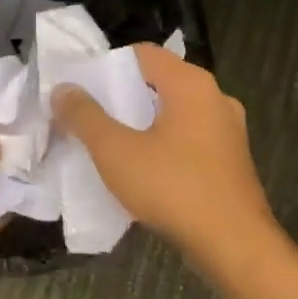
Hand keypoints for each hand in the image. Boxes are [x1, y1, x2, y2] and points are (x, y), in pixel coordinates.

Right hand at [52, 45, 276, 263]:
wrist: (233, 244)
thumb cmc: (173, 189)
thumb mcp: (116, 151)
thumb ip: (85, 116)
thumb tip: (63, 89)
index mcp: (191, 84)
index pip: (142, 54)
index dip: (106, 66)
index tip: (78, 90)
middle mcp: (216, 98)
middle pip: (159, 84)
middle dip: (121, 99)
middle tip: (87, 119)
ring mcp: (228, 131)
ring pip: (175, 115)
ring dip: (142, 126)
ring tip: (109, 146)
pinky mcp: (231, 160)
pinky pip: (189, 140)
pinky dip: (164, 147)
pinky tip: (143, 171)